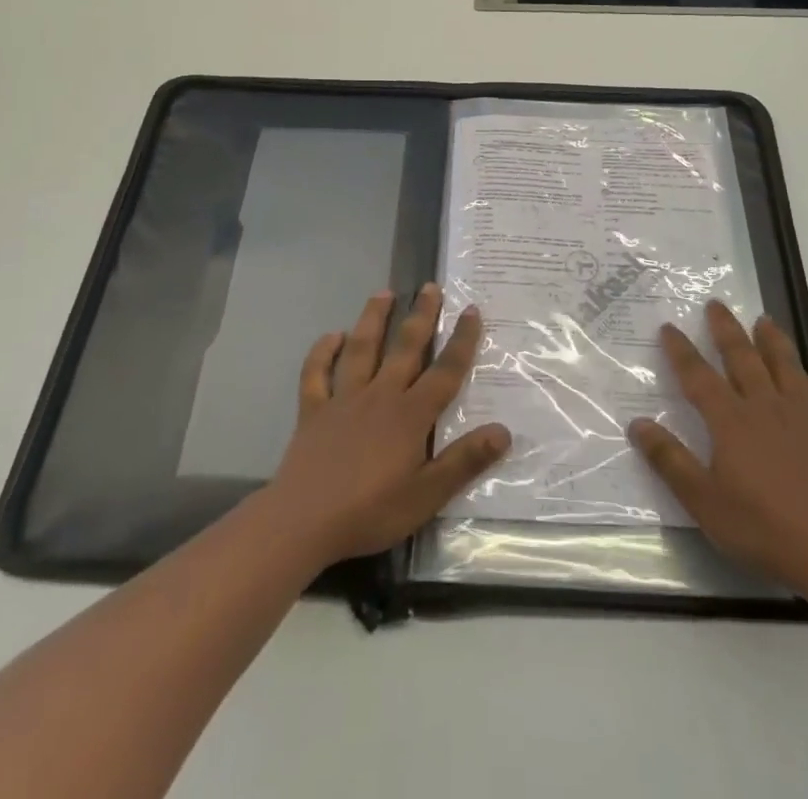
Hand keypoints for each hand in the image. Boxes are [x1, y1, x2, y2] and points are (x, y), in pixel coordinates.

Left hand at [266, 285, 510, 568]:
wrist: (303, 522)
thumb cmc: (370, 512)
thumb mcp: (427, 496)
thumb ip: (464, 461)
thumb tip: (503, 430)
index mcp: (410, 415)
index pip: (444, 371)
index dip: (461, 340)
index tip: (471, 310)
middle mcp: (380, 395)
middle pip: (405, 347)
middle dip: (420, 315)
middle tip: (430, 286)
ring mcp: (343, 399)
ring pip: (361, 348)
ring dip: (373, 318)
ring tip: (383, 293)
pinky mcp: (313, 410)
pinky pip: (316, 373)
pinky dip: (322, 352)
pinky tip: (332, 336)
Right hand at [629, 300, 807, 601]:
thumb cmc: (759, 528)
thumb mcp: (701, 500)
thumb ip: (669, 460)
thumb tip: (638, 423)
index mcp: (731, 421)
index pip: (698, 376)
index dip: (681, 350)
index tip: (669, 327)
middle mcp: (766, 409)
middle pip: (744, 359)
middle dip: (727, 329)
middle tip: (716, 304)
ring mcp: (805, 422)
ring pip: (789, 369)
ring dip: (775, 342)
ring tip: (765, 321)